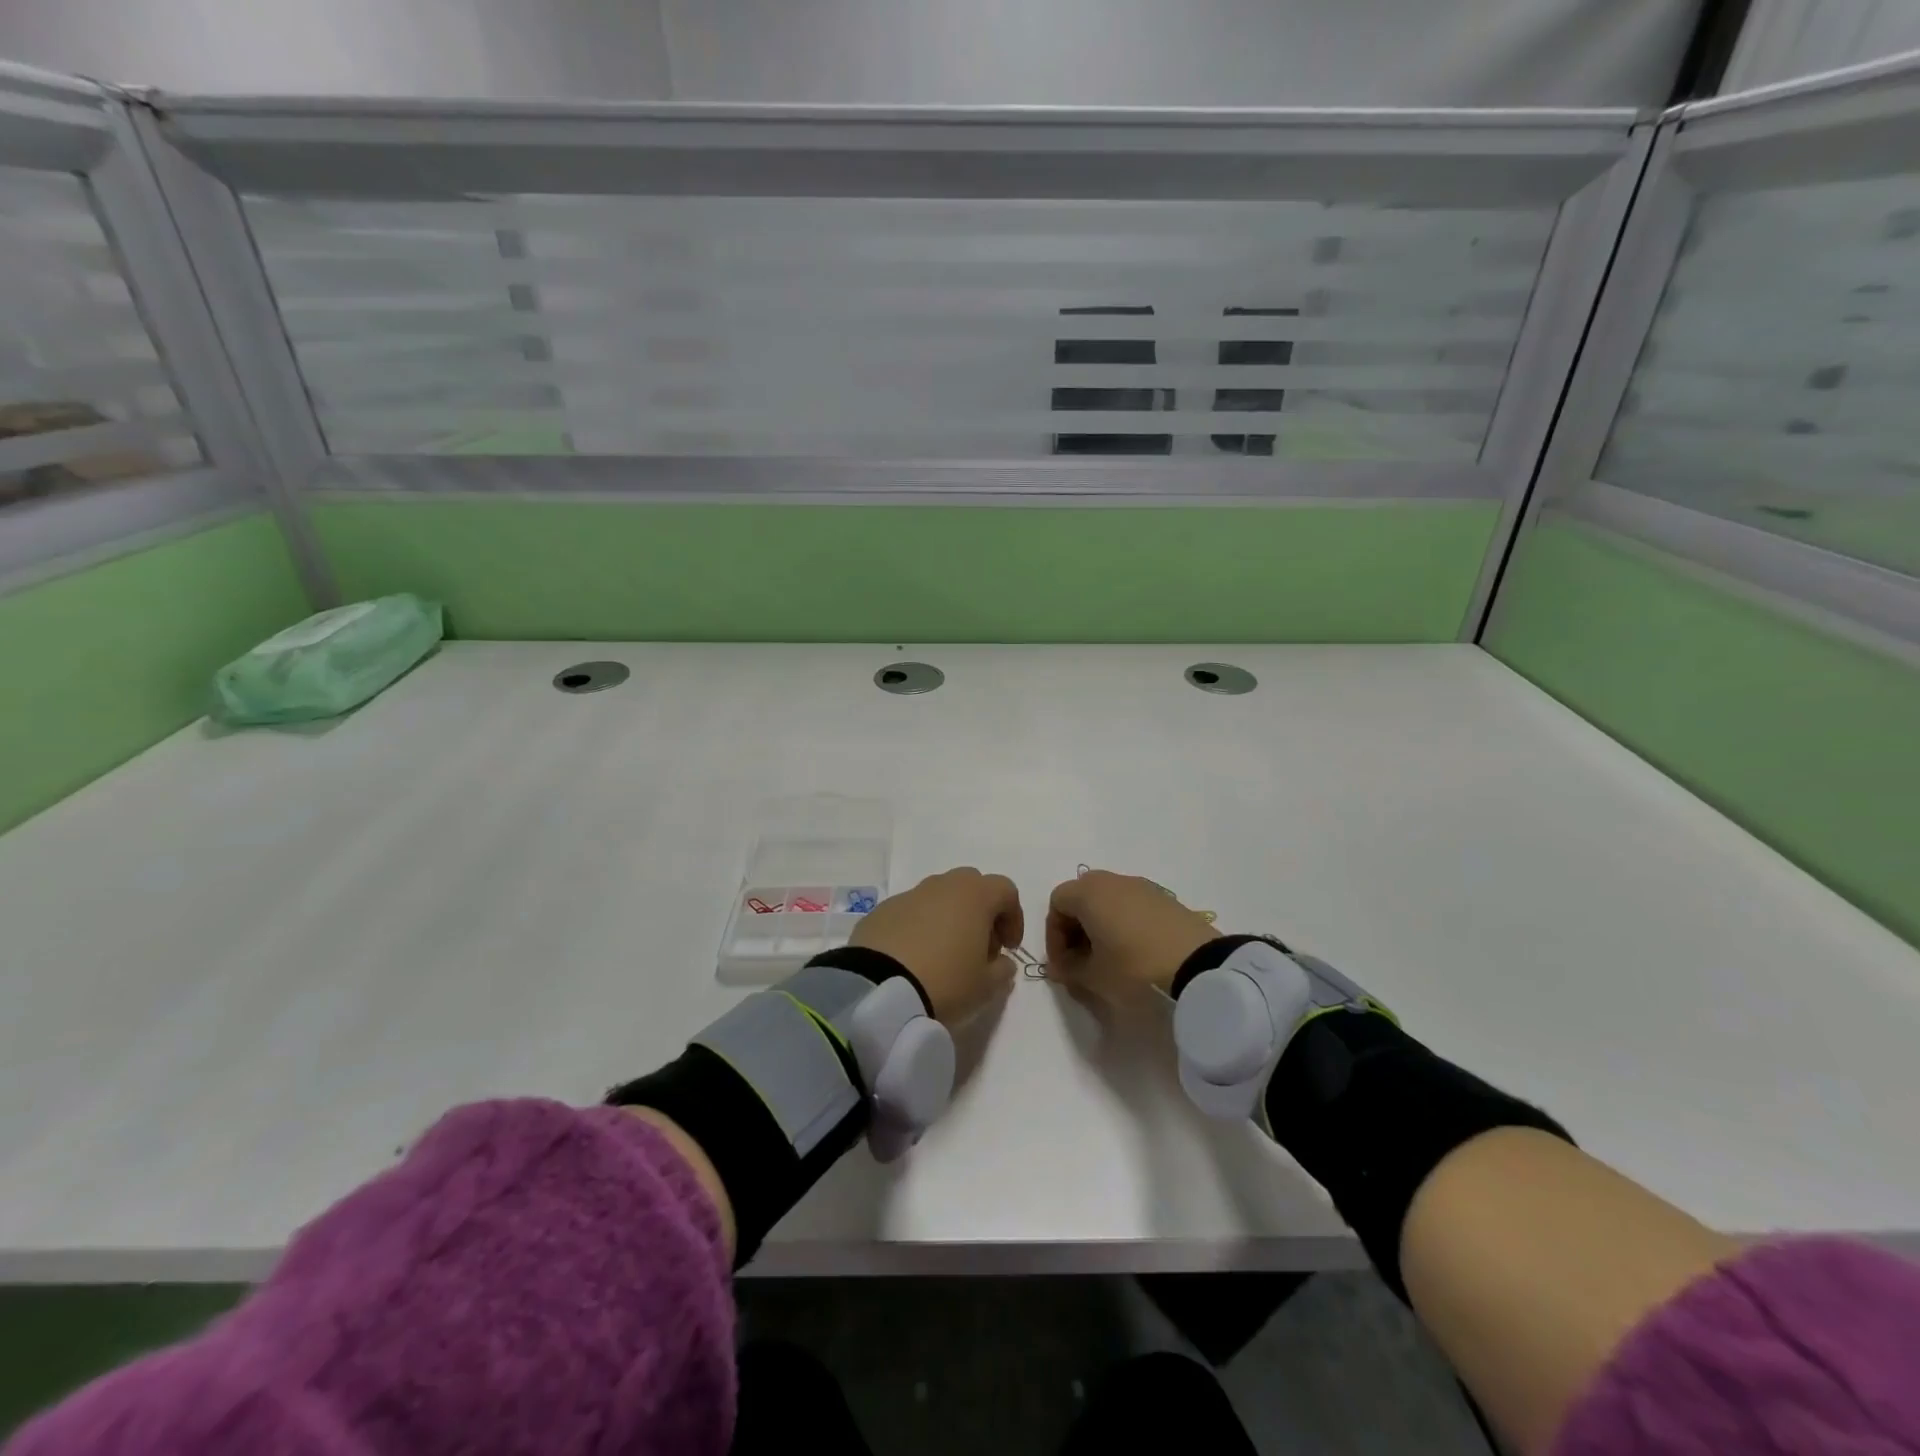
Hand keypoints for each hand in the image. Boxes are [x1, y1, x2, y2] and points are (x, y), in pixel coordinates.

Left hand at [850, 868, 1023, 1023]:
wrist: (879, 990)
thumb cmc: (945, 983)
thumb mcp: (986, 987)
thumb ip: (1002, 970)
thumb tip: (1001, 962)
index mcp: (974, 895)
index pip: (1005, 890)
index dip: (1013, 917)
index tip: (1008, 948)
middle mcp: (941, 885)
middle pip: (971, 886)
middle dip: (980, 912)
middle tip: (978, 947)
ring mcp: (908, 895)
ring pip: (938, 897)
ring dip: (947, 918)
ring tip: (944, 955)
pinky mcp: (881, 911)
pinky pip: (910, 913)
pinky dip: (918, 928)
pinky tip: (913, 959)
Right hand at [1045, 869, 1217, 998]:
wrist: (1201, 967)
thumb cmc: (1135, 968)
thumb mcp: (1094, 977)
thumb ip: (1069, 969)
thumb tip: (1061, 966)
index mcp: (1089, 892)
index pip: (1057, 903)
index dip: (1053, 935)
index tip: (1063, 965)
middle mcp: (1113, 880)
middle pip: (1082, 897)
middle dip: (1075, 928)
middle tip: (1081, 960)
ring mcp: (1143, 887)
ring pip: (1109, 901)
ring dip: (1101, 926)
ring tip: (1109, 960)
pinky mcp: (1167, 900)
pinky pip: (1132, 906)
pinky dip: (1124, 924)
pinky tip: (1135, 954)